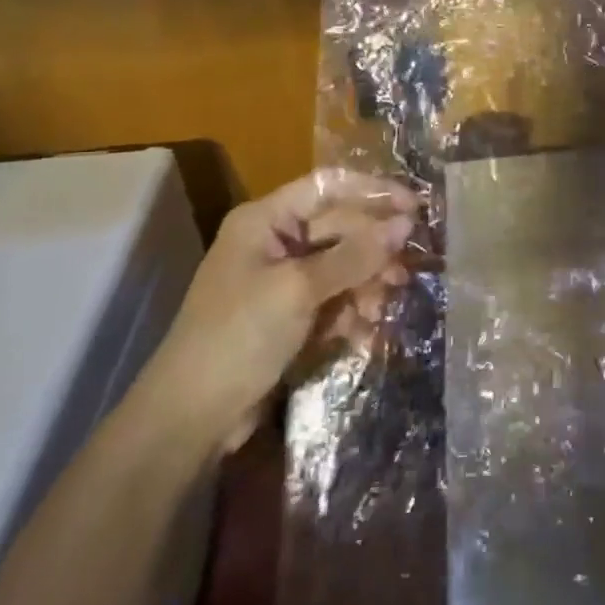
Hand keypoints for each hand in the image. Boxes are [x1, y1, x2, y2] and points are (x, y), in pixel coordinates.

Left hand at [136, 169, 418, 448]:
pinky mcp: (289, 315)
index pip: (329, 187)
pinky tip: (363, 332)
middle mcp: (275, 241)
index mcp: (266, 219)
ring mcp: (281, 279)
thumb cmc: (239, 337)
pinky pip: (333, 298)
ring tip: (380, 310)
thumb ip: (355, 255)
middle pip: (340, 228)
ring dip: (365, 284)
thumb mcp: (299, 290)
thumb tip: (405, 224)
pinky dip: (350, 310)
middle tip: (403, 274)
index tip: (415, 208)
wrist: (189, 418)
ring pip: (341, 265)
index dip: (373, 192)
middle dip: (373, 250)